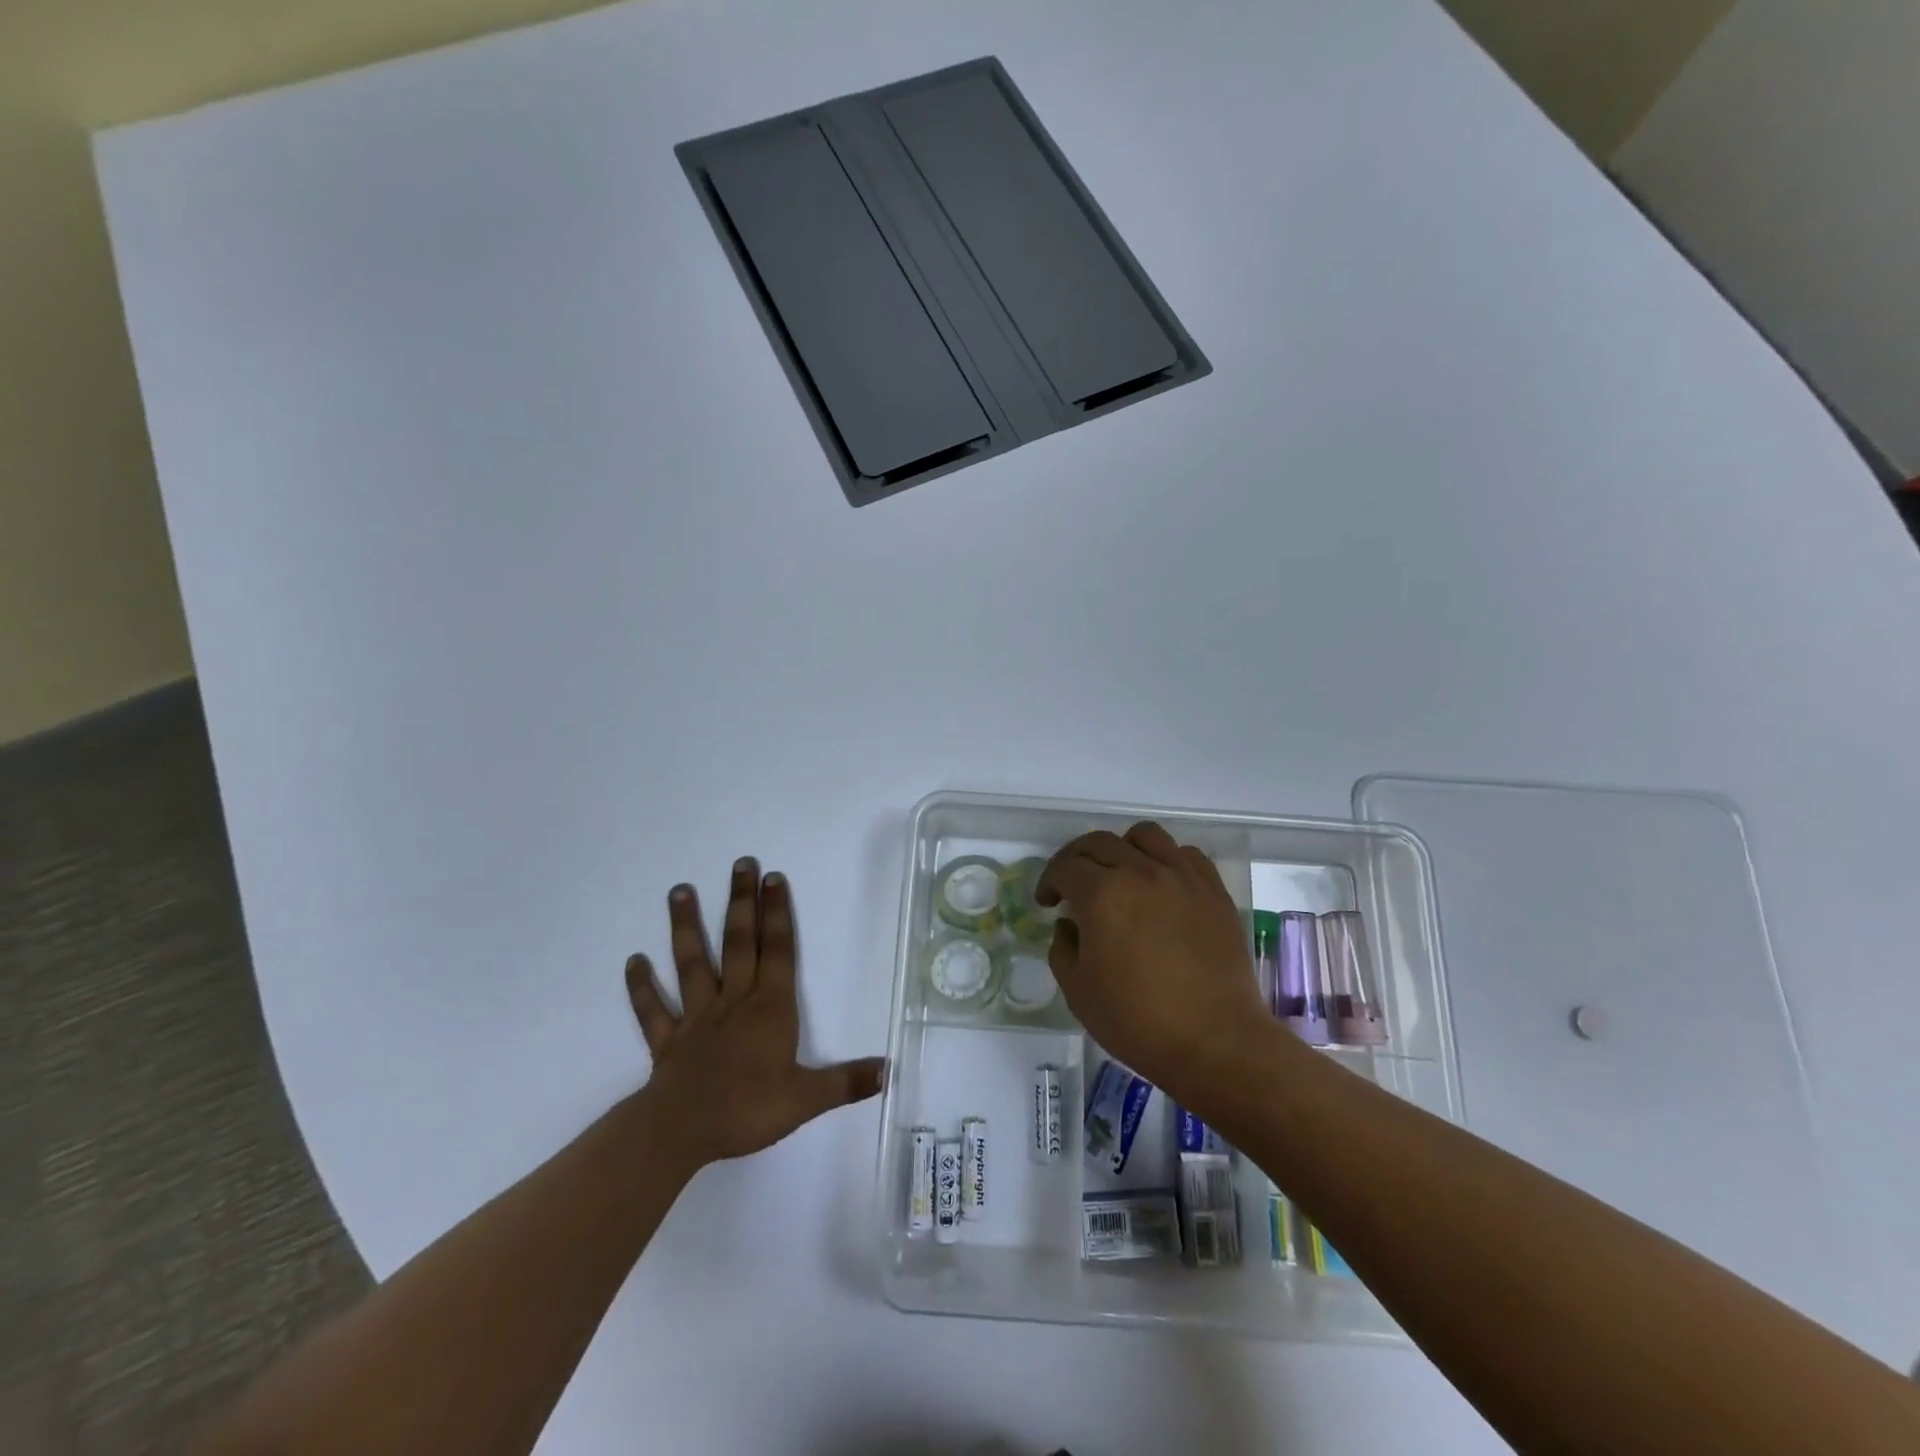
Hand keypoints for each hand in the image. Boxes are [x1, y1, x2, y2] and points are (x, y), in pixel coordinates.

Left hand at [626, 858, 883, 1168]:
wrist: (682, 1132)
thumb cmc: (748, 1109)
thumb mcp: (807, 1098)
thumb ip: (847, 1082)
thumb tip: (889, 1070)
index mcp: (769, 1008)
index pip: (778, 951)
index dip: (778, 913)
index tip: (774, 878)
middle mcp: (734, 1001)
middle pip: (739, 943)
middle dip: (742, 902)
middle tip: (741, 863)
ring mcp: (697, 1017)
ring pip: (692, 964)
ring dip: (686, 927)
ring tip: (680, 890)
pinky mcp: (668, 1040)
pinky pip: (653, 1010)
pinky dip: (641, 987)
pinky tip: (633, 961)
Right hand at [1038, 823, 1270, 1101]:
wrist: (1216, 1042)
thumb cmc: (1138, 1022)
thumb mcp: (1078, 992)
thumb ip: (1063, 948)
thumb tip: (1070, 925)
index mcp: (1102, 896)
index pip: (1065, 867)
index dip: (1049, 881)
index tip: (1047, 902)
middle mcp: (1141, 872)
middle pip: (1099, 842)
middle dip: (1076, 859)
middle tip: (1072, 885)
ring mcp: (1182, 877)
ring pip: (1144, 835)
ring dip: (1122, 849)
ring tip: (1119, 875)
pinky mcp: (1213, 890)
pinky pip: (1185, 853)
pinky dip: (1165, 860)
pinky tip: (1160, 885)